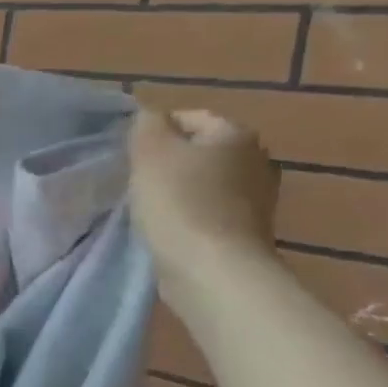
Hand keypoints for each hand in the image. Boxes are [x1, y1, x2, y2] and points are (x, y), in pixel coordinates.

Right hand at [129, 108, 279, 299]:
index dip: (154, 132)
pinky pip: (210, 210)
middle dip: (168, 161)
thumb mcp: (150, 150)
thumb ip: (146, 123)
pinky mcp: (248, 231)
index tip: (129, 155)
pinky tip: (168, 227)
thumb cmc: (179, 201)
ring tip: (148, 205)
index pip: (188, 117)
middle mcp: (257, 160)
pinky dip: (189, 214)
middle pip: (198, 150)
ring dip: (177, 189)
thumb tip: (151, 118)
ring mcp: (258, 198)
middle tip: (136, 178)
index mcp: (236, 134)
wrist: (212, 269)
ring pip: (204, 181)